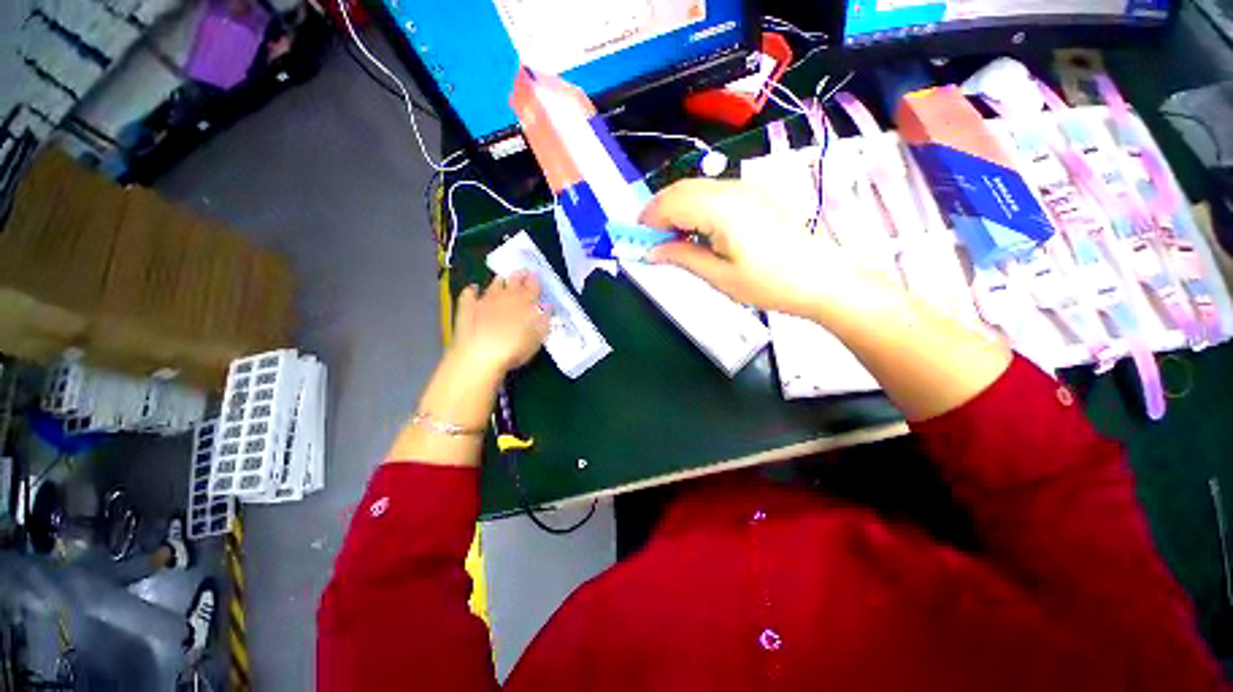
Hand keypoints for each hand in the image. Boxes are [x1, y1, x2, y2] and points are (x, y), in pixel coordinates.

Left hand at [451, 272, 549, 377]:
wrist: (480, 356)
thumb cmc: (515, 348)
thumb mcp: (538, 337)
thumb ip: (544, 319)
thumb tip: (547, 305)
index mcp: (525, 302)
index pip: (533, 286)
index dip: (535, 280)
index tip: (537, 275)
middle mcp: (506, 296)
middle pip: (514, 281)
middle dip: (519, 276)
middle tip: (523, 272)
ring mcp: (484, 300)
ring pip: (493, 284)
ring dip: (499, 280)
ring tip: (502, 278)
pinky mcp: (467, 308)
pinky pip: (469, 294)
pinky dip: (472, 290)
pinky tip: (473, 288)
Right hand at [641, 178, 846, 316]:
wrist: (822, 279)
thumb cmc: (769, 284)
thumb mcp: (719, 276)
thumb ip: (682, 257)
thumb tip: (652, 251)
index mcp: (720, 209)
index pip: (670, 203)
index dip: (648, 219)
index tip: (635, 239)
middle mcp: (731, 189)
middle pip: (681, 189)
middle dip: (658, 211)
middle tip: (649, 239)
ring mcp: (746, 189)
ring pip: (696, 188)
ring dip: (676, 208)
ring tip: (671, 238)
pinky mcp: (755, 195)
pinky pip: (714, 193)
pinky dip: (695, 207)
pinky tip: (696, 230)